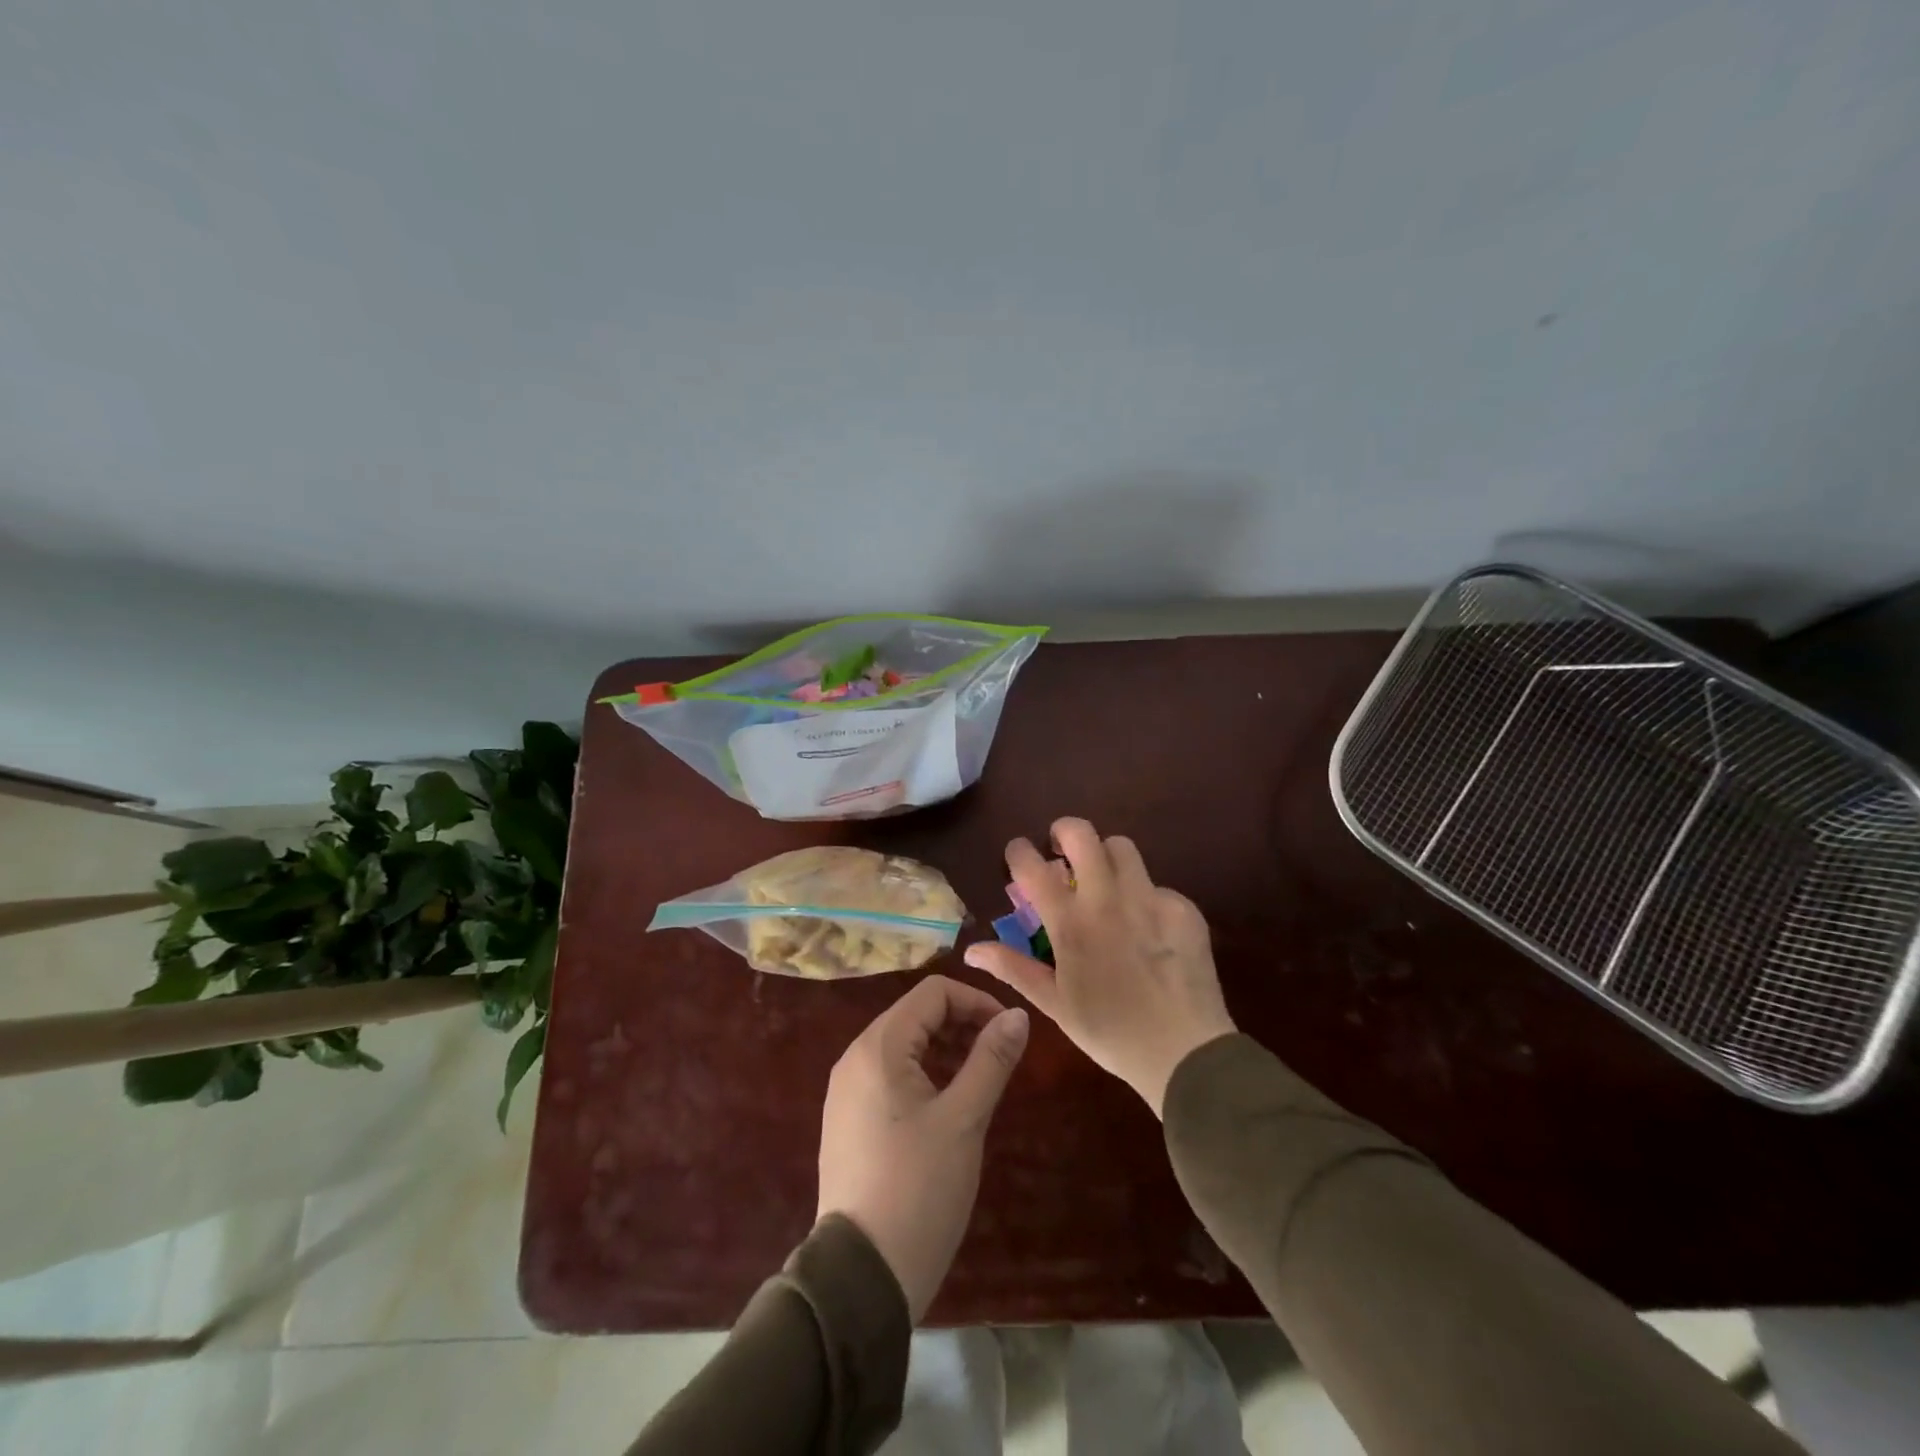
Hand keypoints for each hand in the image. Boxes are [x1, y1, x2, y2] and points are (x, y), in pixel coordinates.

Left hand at [815, 975, 1029, 1320]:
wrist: (862, 1276)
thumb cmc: (918, 1188)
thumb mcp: (964, 1119)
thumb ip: (991, 1060)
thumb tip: (1018, 1015)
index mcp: (877, 1047)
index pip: (932, 994)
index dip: (975, 1002)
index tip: (1008, 1031)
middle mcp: (855, 1058)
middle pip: (915, 1014)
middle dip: (961, 1024)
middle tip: (999, 1056)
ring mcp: (847, 1091)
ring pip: (903, 1045)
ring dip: (945, 1049)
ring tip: (980, 1079)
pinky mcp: (849, 1120)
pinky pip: (890, 1075)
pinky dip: (924, 1074)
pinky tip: (948, 1105)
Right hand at [964, 817, 1234, 1115]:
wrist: (1187, 1053)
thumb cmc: (1110, 1032)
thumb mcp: (1055, 1004)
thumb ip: (1013, 968)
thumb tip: (972, 950)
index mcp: (1071, 923)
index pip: (1033, 866)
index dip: (1019, 851)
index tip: (1017, 853)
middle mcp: (1108, 899)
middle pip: (1082, 834)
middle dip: (1064, 831)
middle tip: (1061, 851)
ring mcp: (1150, 898)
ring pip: (1122, 847)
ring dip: (1105, 856)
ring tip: (1104, 881)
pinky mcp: (1183, 908)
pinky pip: (1156, 884)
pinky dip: (1143, 895)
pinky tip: (1146, 927)